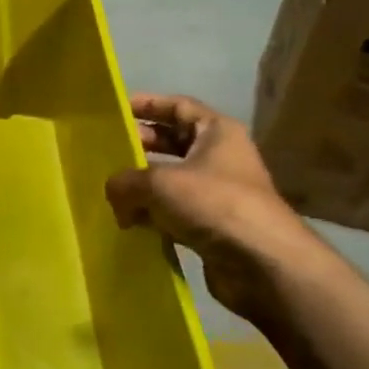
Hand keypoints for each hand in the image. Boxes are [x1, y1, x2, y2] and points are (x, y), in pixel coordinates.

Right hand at [106, 93, 311, 322]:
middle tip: (106, 153)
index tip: (116, 110)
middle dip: (141, 147)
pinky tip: (128, 224)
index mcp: (216, 132)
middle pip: (173, 143)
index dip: (147, 104)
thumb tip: (113, 192)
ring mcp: (218, 194)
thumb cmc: (213, 204)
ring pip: (171, 181)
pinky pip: (175, 213)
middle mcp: (220, 157)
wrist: (261, 263)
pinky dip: (153, 215)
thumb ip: (126, 181)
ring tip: (109, 192)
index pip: (178, 106)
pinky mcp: (213, 227)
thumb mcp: (159, 183)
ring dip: (143, 186)